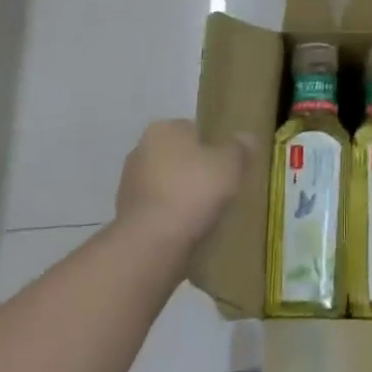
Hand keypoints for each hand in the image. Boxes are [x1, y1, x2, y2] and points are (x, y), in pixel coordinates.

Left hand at [116, 121, 253, 251]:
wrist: (152, 242)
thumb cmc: (193, 190)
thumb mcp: (230, 165)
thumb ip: (240, 148)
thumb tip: (247, 138)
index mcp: (163, 129)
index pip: (193, 130)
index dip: (213, 147)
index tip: (227, 167)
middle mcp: (140, 149)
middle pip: (178, 156)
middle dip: (194, 170)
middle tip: (219, 190)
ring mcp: (128, 183)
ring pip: (165, 183)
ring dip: (180, 195)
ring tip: (204, 215)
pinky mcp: (124, 214)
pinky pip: (156, 208)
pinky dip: (168, 216)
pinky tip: (185, 230)